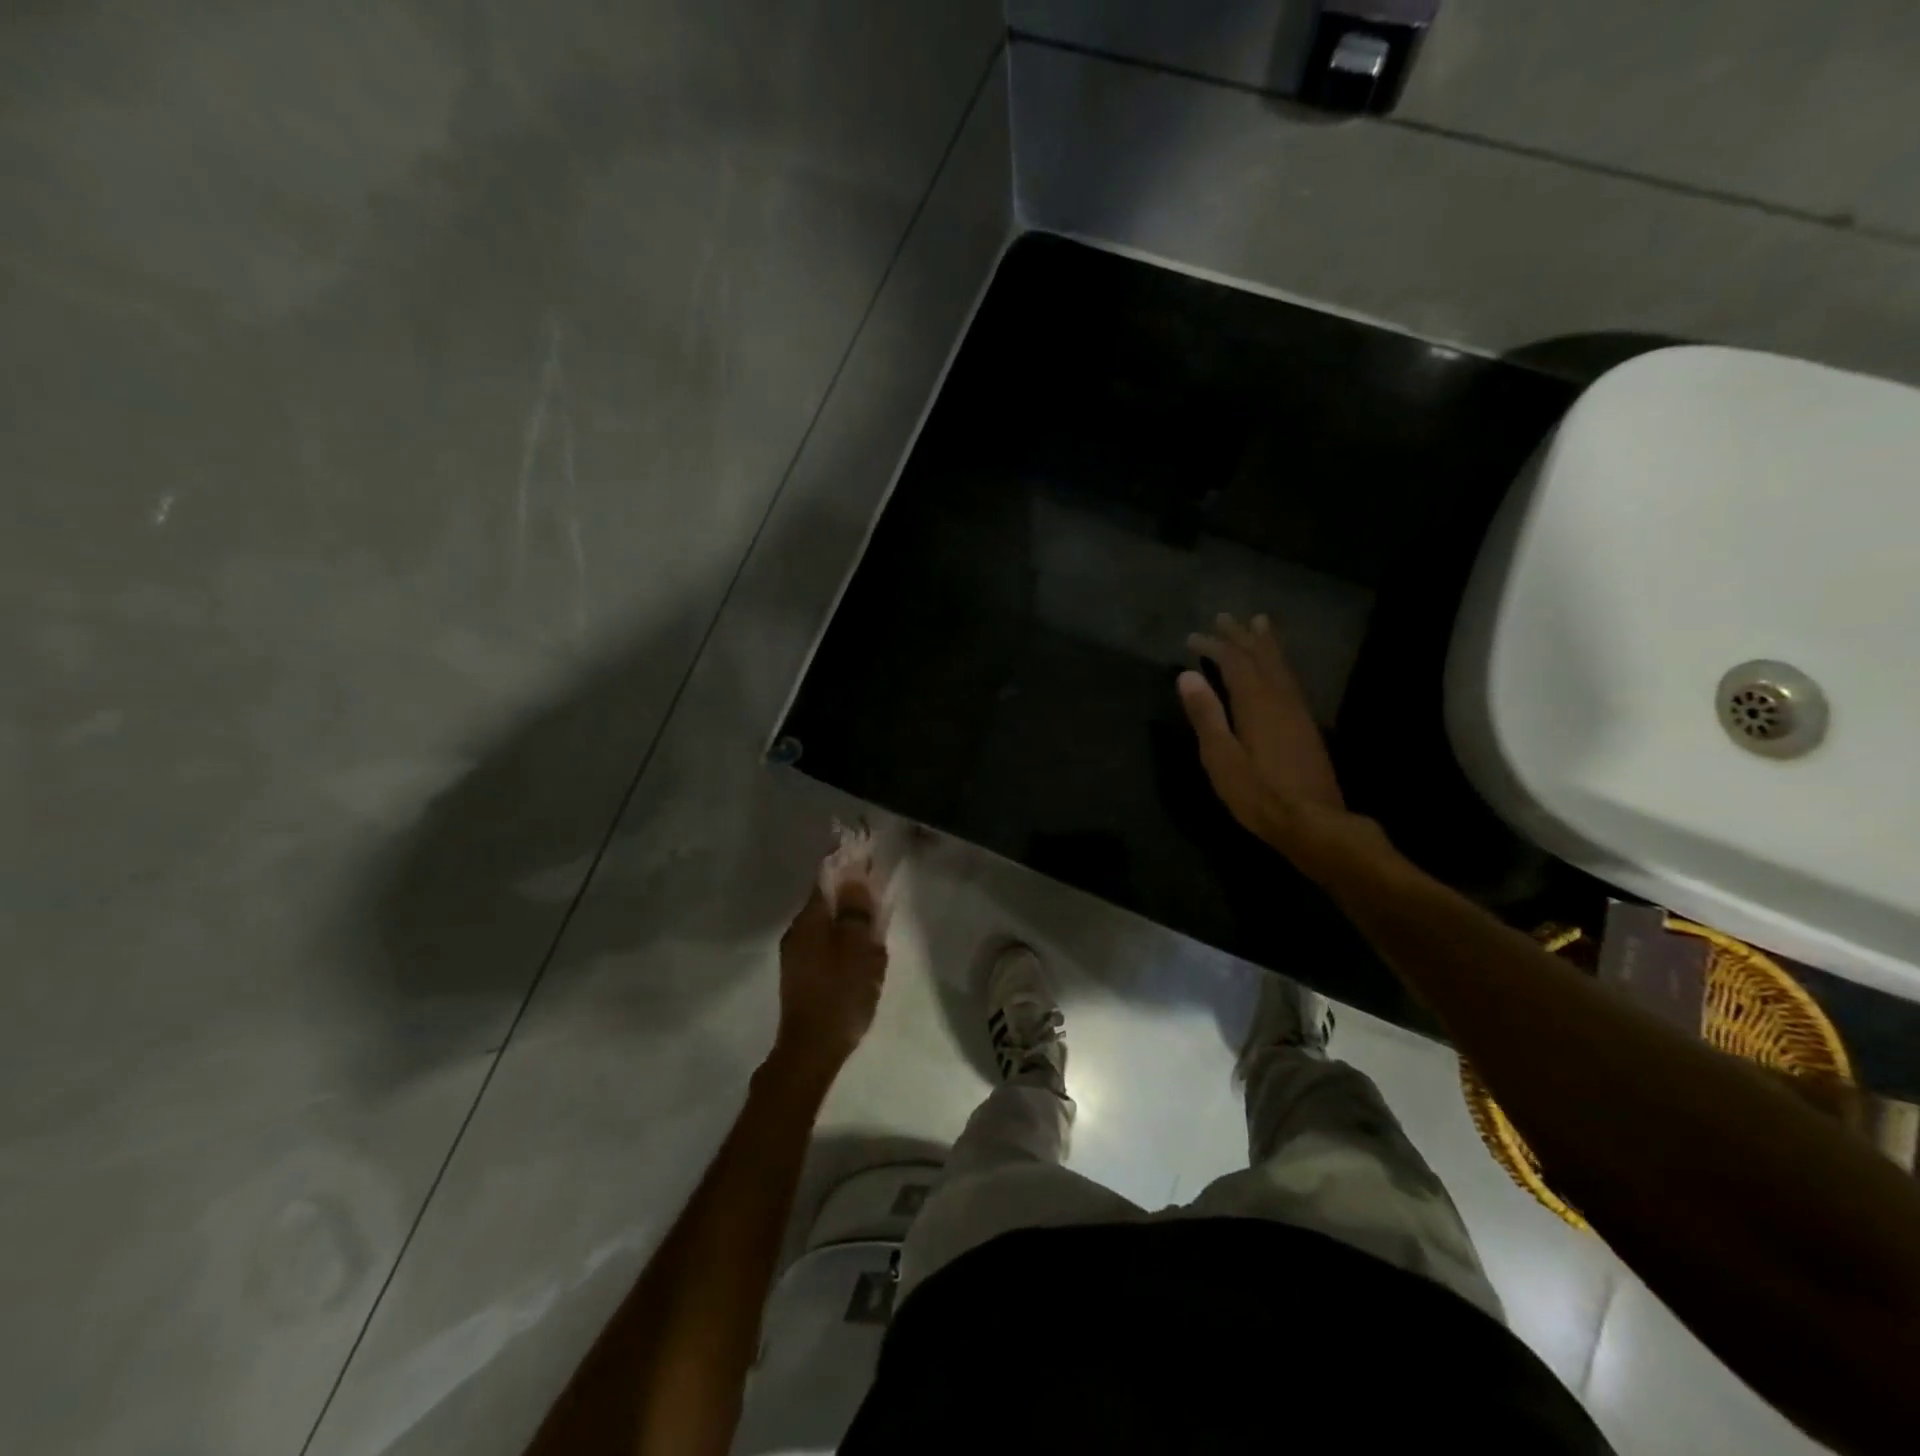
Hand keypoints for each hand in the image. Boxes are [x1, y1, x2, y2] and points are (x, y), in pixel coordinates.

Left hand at [773, 879, 888, 1079]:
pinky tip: (861, 958)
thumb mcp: (857, 949)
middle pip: (826, 902)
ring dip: (849, 922)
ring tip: (874, 928)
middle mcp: (797, 933)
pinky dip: (844, 944)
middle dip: (851, 895)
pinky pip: (826, 948)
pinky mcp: (803, 979)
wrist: (810, 1052)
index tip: (867, 856)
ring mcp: (797, 958)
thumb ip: (856, 911)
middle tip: (878, 894)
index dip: (847, 865)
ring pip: (827, 926)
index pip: (826, 878)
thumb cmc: (839, 994)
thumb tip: (854, 876)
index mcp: (808, 921)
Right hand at [1179, 612, 1349, 851]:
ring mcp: (1297, 712)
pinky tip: (1277, 670)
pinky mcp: (1306, 727)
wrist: (1313, 822)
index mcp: (1256, 704)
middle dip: (1242, 637)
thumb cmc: (1259, 794)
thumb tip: (1186, 676)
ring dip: (1266, 645)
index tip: (1193, 637)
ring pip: (1281, 667)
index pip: (1233, 663)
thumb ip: (1206, 715)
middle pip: (1261, 658)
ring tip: (1259, 624)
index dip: (1214, 647)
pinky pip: (1290, 681)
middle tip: (1227, 617)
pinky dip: (1279, 665)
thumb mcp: (1221, 758)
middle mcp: (1280, 700)